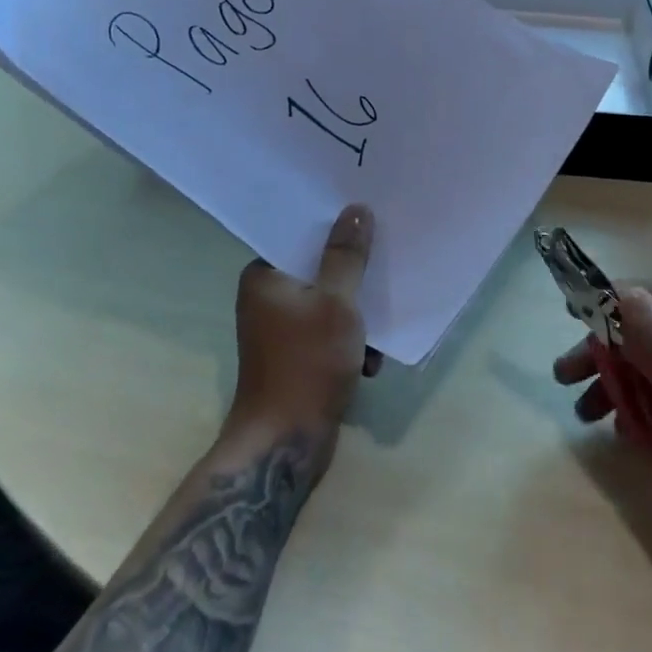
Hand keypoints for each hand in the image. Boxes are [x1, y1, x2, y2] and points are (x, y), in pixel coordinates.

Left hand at [229, 204, 378, 469]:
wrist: (285, 443)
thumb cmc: (308, 363)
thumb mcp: (336, 303)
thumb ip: (347, 256)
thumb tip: (355, 208)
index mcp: (265, 276)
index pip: (301, 236)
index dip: (335, 228)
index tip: (369, 222)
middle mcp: (266, 298)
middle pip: (319, 270)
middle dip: (354, 277)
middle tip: (386, 269)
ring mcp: (280, 330)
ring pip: (328, 304)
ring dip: (357, 317)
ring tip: (379, 332)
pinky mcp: (295, 357)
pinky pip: (328, 333)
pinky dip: (349, 343)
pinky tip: (371, 362)